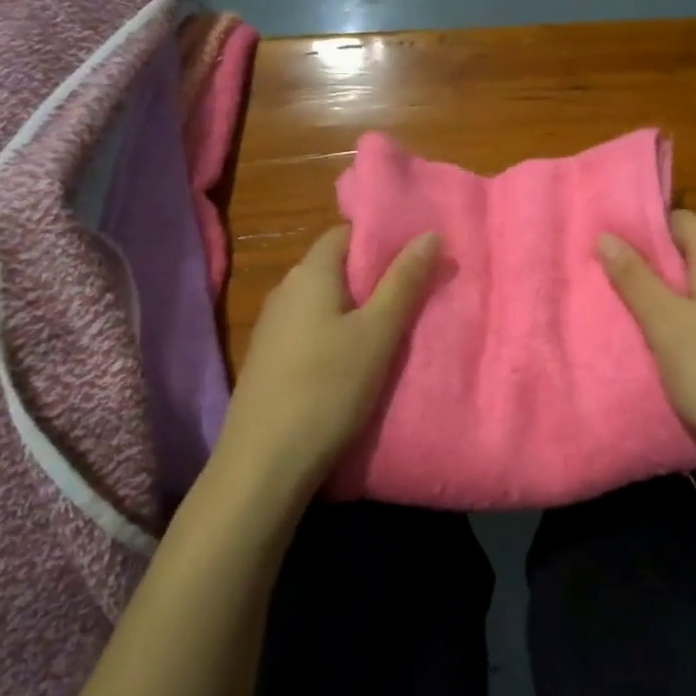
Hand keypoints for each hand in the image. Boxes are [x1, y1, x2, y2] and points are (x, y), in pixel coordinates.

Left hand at [208, 225, 437, 504]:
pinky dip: (338, 333)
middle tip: (418, 292)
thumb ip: (404, 283)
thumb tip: (430, 233)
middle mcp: (285, 291)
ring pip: (325, 302)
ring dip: (358, 308)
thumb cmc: (328, 387)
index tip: (418, 255)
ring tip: (396, 326)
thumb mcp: (377, 334)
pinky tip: (358, 358)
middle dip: (376, 276)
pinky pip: (312, 329)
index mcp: (309, 274)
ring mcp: (273, 327)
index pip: (346, 234)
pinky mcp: (270, 359)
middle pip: (336, 267)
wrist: (265, 461)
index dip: (383, 239)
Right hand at [598, 211, 695, 469]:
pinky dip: (676, 317)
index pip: (681, 220)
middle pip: (687, 252)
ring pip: (693, 285)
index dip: (644, 225)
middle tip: (602, 272)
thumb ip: (634, 278)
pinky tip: (653, 336)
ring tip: (618, 302)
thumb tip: (606, 234)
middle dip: (646, 260)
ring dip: (659, 291)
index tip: (606, 238)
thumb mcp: (664, 322)